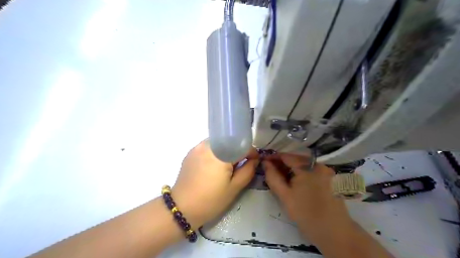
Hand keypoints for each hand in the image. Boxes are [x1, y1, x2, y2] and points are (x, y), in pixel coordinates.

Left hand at [172, 140, 257, 228]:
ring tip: (227, 166)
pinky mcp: (191, 152)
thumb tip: (255, 160)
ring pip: (219, 143)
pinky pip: (208, 147)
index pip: (241, 145)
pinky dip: (216, 152)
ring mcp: (197, 147)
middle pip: (230, 142)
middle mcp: (208, 145)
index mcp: (221, 154)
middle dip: (238, 151)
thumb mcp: (234, 188)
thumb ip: (248, 170)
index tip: (254, 161)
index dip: (251, 152)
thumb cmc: (211, 200)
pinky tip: (214, 166)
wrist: (181, 208)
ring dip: (227, 151)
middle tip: (240, 165)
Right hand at [260, 153, 352, 243]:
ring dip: (290, 168)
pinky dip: (300, 173)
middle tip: (269, 170)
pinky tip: (293, 180)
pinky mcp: (329, 177)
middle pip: (295, 159)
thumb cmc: (306, 214)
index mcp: (308, 167)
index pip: (286, 156)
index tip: (263, 161)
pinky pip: (310, 170)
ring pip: (303, 165)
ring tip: (279, 176)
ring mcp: (325, 170)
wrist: (333, 232)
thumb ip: (273, 177)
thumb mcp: (284, 196)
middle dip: (281, 163)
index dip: (273, 157)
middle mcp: (318, 164)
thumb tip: (265, 163)